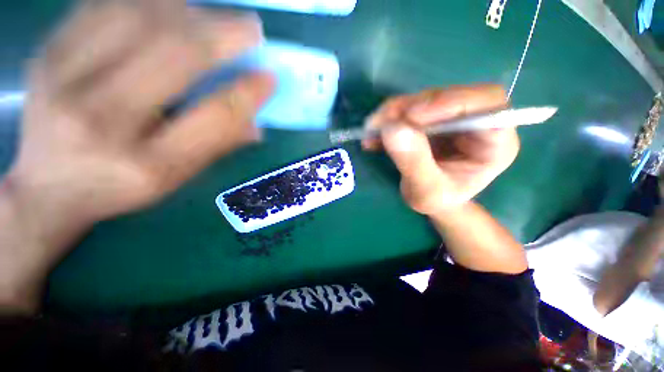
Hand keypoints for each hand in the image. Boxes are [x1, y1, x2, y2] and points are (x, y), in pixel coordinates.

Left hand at [9, 0, 274, 222]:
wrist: (47, 186)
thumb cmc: (120, 186)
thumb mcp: (177, 176)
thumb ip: (218, 145)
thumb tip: (257, 121)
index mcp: (148, 164)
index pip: (214, 118)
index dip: (247, 94)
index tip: (269, 77)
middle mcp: (101, 120)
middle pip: (174, 55)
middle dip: (222, 34)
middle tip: (252, 28)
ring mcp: (62, 79)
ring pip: (137, 16)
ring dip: (187, 9)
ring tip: (212, 15)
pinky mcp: (46, 53)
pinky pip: (102, 5)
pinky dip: (144, 0)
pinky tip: (169, 6)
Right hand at [363, 85, 518, 214]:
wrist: (429, 198)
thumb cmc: (437, 200)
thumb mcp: (426, 191)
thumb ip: (414, 162)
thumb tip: (392, 128)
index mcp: (494, 143)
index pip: (487, 105)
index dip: (451, 102)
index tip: (411, 117)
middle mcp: (476, 122)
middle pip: (448, 97)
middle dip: (411, 108)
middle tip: (381, 125)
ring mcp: (450, 117)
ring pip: (422, 99)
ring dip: (392, 114)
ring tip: (371, 133)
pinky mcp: (429, 118)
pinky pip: (407, 109)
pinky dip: (386, 121)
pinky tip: (372, 137)